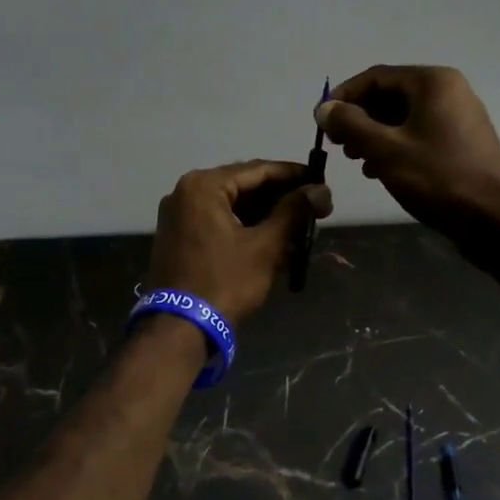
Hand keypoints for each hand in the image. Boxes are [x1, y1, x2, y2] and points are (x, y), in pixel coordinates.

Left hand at [145, 161, 333, 327]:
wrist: (178, 329)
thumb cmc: (224, 282)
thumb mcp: (265, 246)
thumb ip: (293, 212)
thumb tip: (320, 190)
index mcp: (203, 186)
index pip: (258, 169)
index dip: (293, 174)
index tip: (321, 180)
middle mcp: (186, 192)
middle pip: (244, 186)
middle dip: (280, 198)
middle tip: (314, 206)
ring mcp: (179, 215)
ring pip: (232, 205)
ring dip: (265, 214)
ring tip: (300, 225)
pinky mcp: (179, 237)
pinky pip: (218, 221)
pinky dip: (245, 227)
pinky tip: (273, 238)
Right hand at [316, 66, 499, 258]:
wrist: (494, 220)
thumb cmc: (438, 178)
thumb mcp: (385, 150)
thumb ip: (350, 125)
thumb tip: (324, 108)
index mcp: (432, 82)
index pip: (375, 77)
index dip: (343, 97)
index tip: (322, 121)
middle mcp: (448, 91)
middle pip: (389, 95)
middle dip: (359, 118)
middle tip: (339, 144)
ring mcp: (458, 117)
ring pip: (403, 117)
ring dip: (374, 135)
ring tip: (356, 160)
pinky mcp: (461, 142)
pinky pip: (418, 133)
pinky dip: (395, 146)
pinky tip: (379, 170)